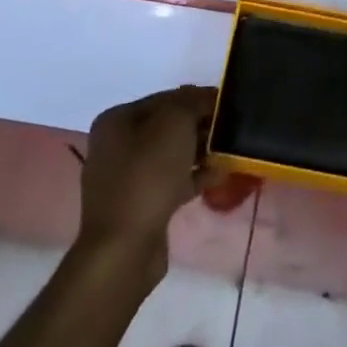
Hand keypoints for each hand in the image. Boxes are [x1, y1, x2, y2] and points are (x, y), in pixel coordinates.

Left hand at [78, 86, 219, 276]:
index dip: (197, 97)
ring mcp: (126, 178)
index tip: (226, 103)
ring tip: (230, 150)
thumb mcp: (174, 124)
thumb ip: (192, 102)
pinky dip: (194, 176)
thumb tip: (205, 97)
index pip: (164, 98)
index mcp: (117, 120)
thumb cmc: (147, 175)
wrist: (124, 249)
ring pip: (171, 155)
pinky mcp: (140, 206)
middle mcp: (116, 146)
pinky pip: (172, 182)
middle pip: (167, 126)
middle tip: (230, 127)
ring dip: (199, 151)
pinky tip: (221, 174)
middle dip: (199, 125)